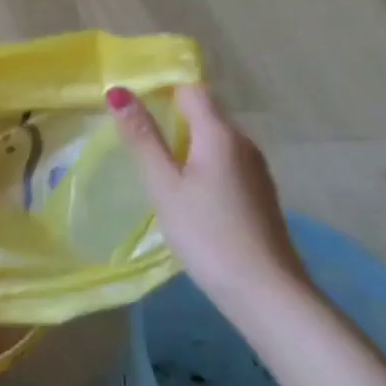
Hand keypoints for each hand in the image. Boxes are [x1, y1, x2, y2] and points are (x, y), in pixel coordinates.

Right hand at [107, 83, 307, 309]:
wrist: (267, 295)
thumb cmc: (207, 235)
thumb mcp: (164, 186)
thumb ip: (142, 138)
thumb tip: (118, 92)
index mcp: (220, 134)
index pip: (190, 90)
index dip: (161, 91)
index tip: (132, 108)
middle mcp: (243, 143)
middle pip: (204, 113)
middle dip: (171, 118)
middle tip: (135, 139)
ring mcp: (256, 170)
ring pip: (215, 140)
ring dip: (186, 144)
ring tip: (156, 167)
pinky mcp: (260, 194)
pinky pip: (226, 162)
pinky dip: (203, 165)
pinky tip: (187, 194)